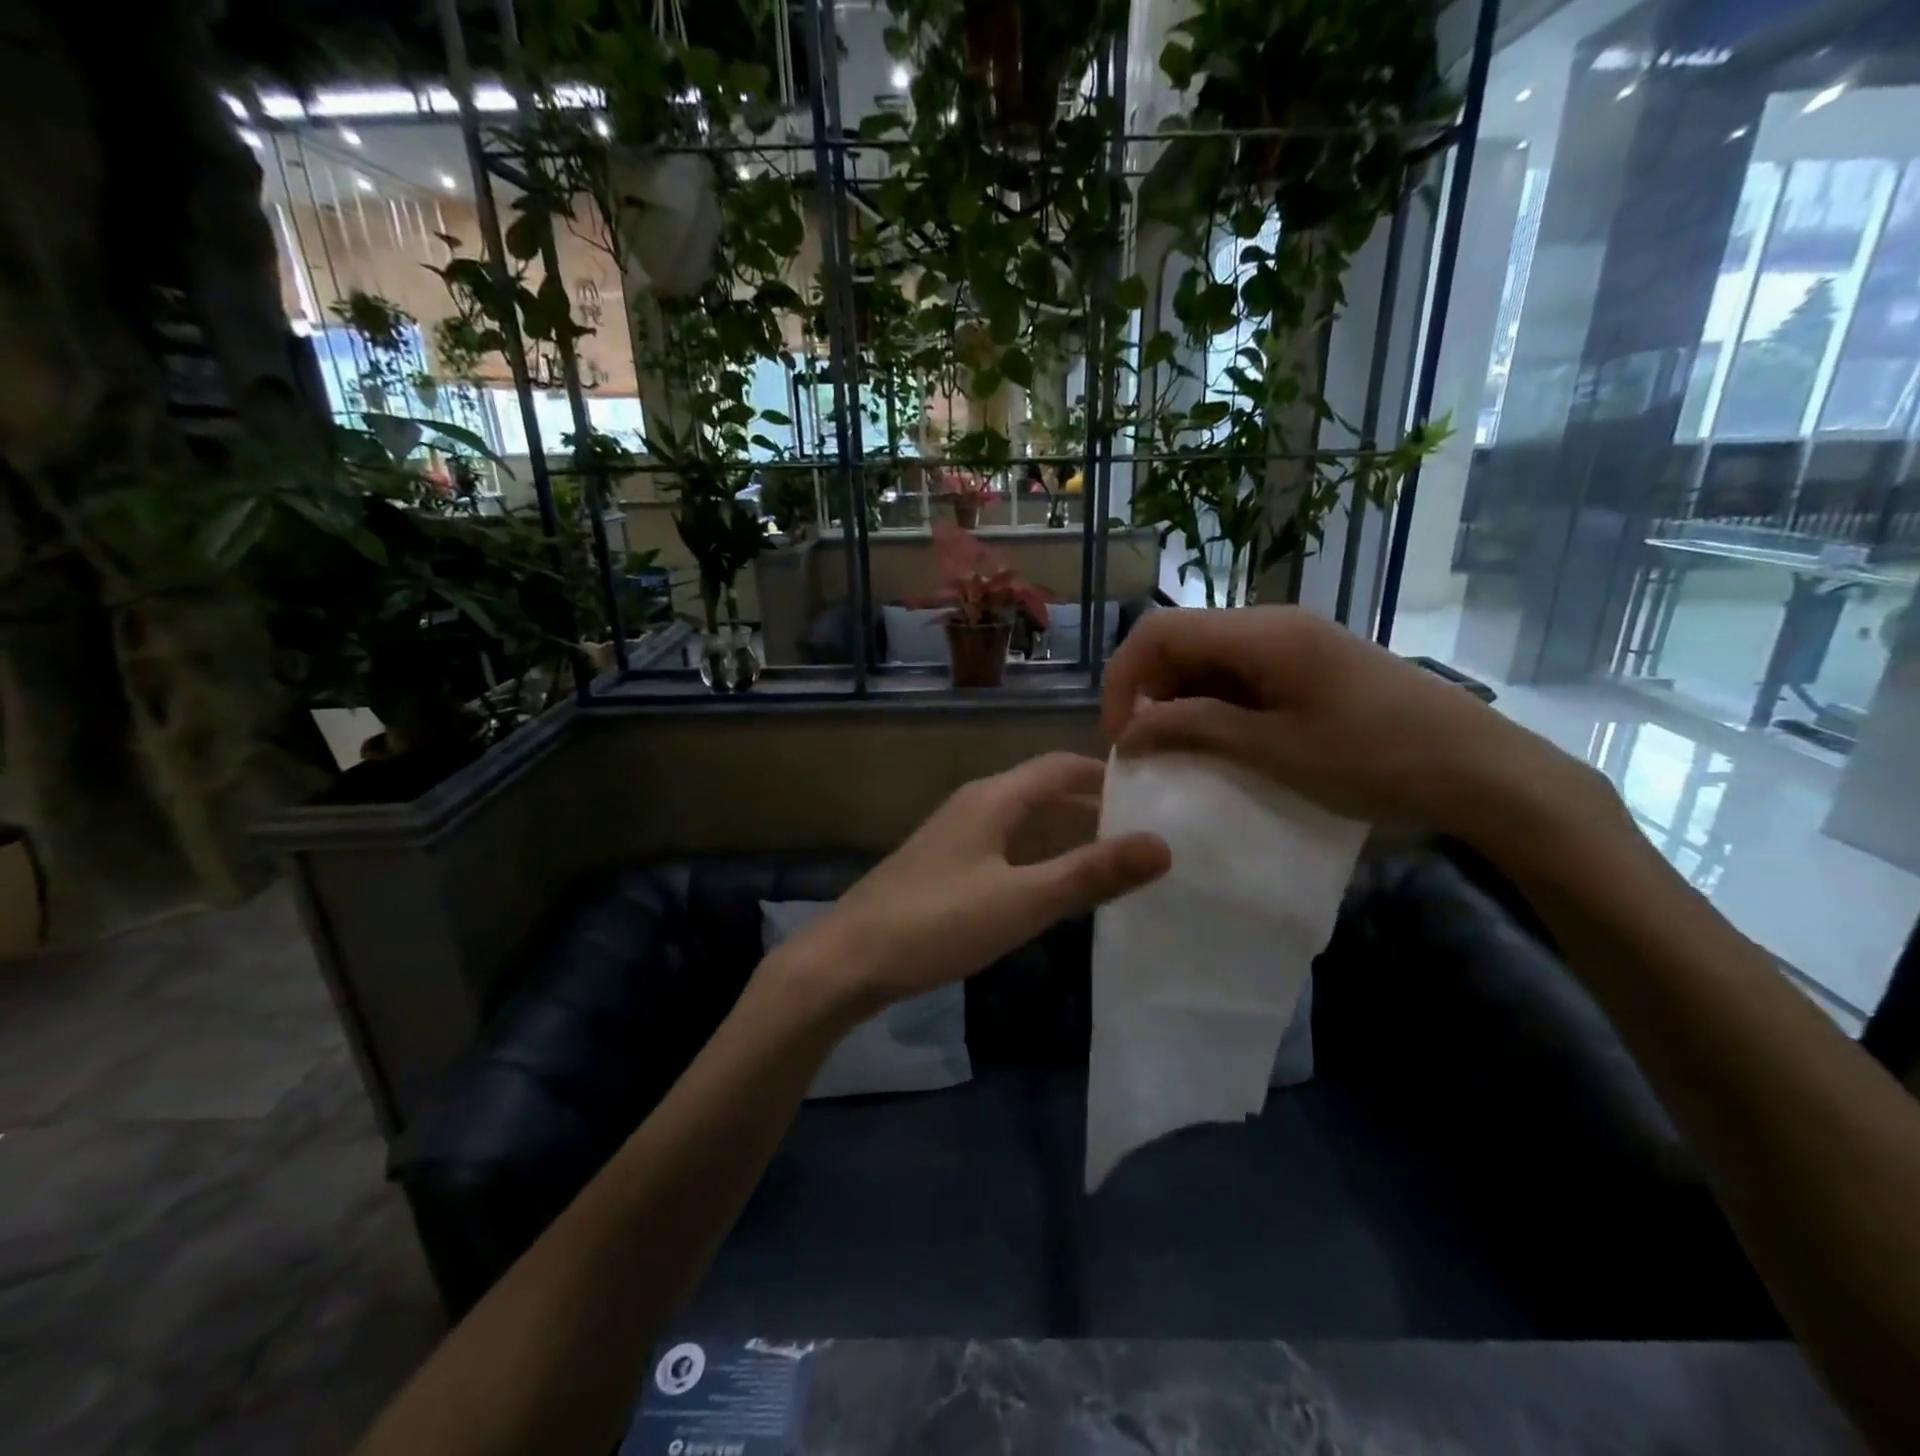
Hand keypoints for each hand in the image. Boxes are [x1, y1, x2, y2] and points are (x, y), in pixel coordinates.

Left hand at [782, 753, 1170, 1017]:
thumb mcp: (1022, 901)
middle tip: (1141, 831)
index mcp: (993, 798)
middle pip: (1041, 790)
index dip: (1104, 773)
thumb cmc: (937, 923)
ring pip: (1021, 820)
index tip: (1151, 790)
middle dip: (1090, 804)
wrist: (847, 960)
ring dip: (1063, 831)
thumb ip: (1090, 874)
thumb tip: (1163, 845)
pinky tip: (1050, 886)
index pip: (1059, 766)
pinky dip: (1036, 855)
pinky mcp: (942, 866)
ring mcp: (953, 836)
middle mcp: (973, 805)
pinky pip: (1002, 846)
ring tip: (1109, 859)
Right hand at [1101, 607, 1614, 847]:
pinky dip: (1216, 705)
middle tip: (1149, 751)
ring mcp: (1293, 642)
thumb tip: (1127, 732)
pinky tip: (1224, 743)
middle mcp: (1271, 624)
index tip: (1121, 737)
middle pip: (1180, 641)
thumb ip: (1193, 730)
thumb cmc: (1374, 759)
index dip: (1123, 679)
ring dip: (1181, 702)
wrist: (1479, 768)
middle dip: (1149, 693)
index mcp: (1261, 634)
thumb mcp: (1273, 750)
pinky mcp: (1309, 664)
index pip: (1158, 632)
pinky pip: (1240, 674)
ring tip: (1183, 753)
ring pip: (1207, 659)